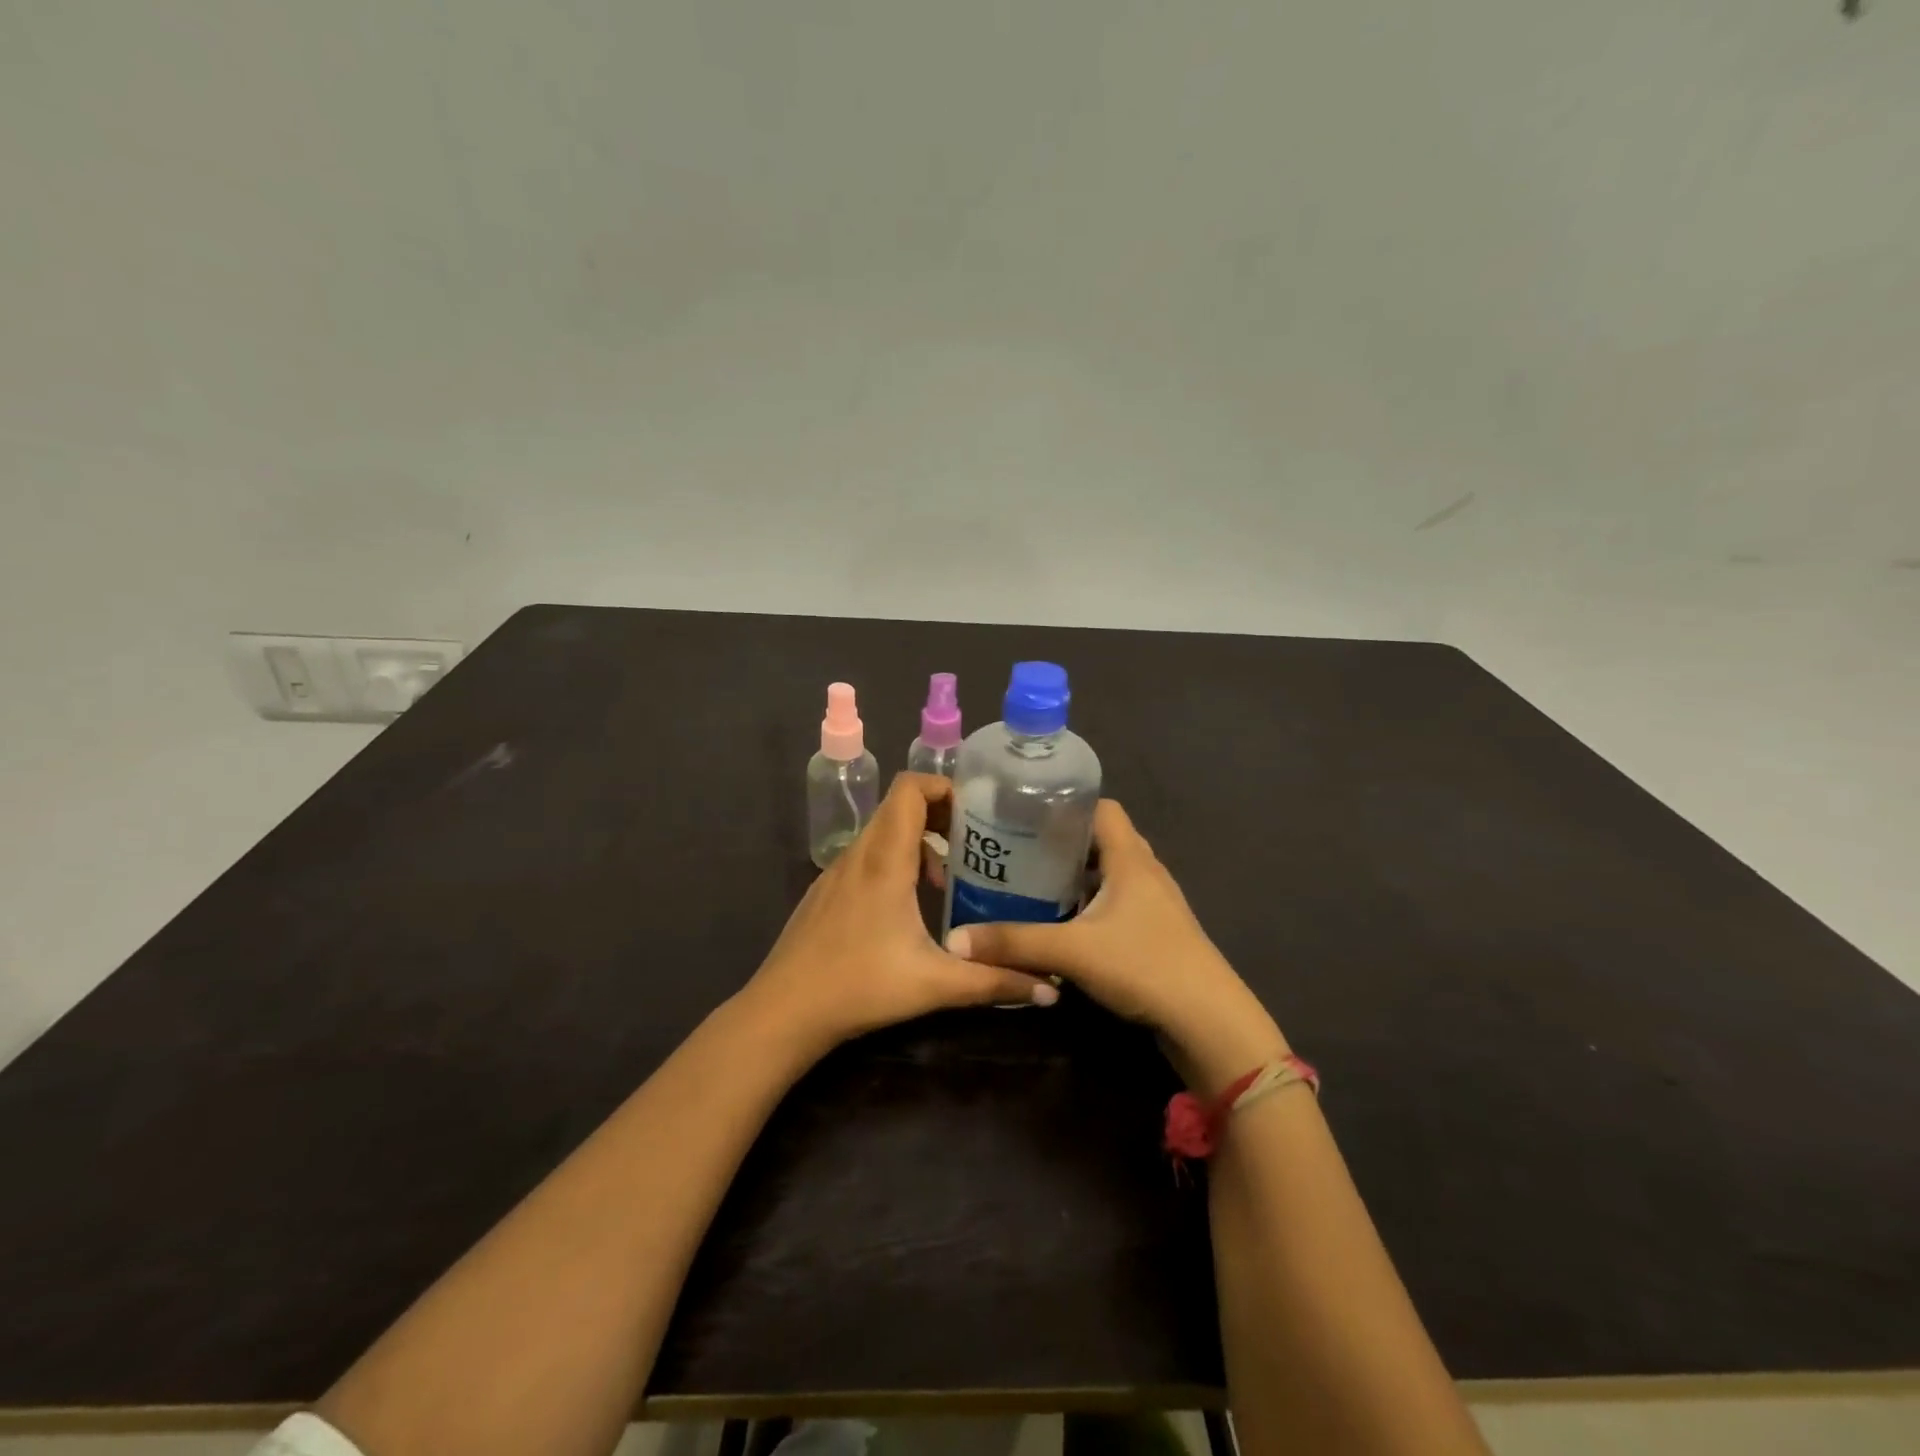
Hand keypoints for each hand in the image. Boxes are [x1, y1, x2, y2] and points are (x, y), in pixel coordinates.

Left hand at [742, 773, 1055, 1056]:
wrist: (783, 1012)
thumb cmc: (860, 986)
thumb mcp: (935, 984)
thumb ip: (994, 982)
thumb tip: (1052, 991)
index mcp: (885, 859)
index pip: (909, 789)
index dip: (943, 787)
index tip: (974, 813)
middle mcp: (858, 855)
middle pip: (898, 807)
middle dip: (937, 815)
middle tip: (971, 844)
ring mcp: (835, 873)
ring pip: (880, 834)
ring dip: (915, 843)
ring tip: (943, 882)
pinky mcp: (824, 893)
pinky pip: (863, 857)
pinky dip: (890, 863)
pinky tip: (904, 909)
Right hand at [944, 799, 1287, 1092]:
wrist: (1209, 1022)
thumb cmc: (1145, 966)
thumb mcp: (1072, 951)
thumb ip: (1014, 943)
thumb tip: (954, 940)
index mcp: (1130, 858)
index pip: (1102, 808)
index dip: (1067, 804)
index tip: (1026, 813)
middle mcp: (1145, 872)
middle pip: (1103, 840)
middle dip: (1062, 842)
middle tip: (1019, 850)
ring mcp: (1155, 904)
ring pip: (1110, 874)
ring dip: (1077, 876)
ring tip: (1033, 883)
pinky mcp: (1157, 932)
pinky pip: (1117, 903)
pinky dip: (1090, 904)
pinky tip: (1064, 924)